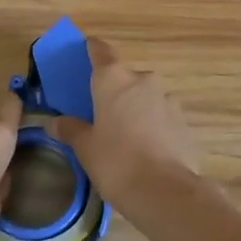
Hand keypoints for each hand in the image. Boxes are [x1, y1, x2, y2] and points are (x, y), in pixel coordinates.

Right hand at [48, 38, 201, 219]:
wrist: (165, 191)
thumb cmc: (116, 162)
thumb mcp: (85, 148)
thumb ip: (70, 130)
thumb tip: (55, 122)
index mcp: (114, 80)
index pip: (101, 51)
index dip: (93, 49)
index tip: (87, 48)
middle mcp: (143, 81)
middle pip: (125, 77)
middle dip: (115, 90)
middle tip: (101, 112)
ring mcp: (168, 100)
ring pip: (146, 97)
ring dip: (136, 109)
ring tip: (126, 136)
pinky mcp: (184, 122)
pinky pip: (163, 117)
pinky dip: (154, 126)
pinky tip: (147, 150)